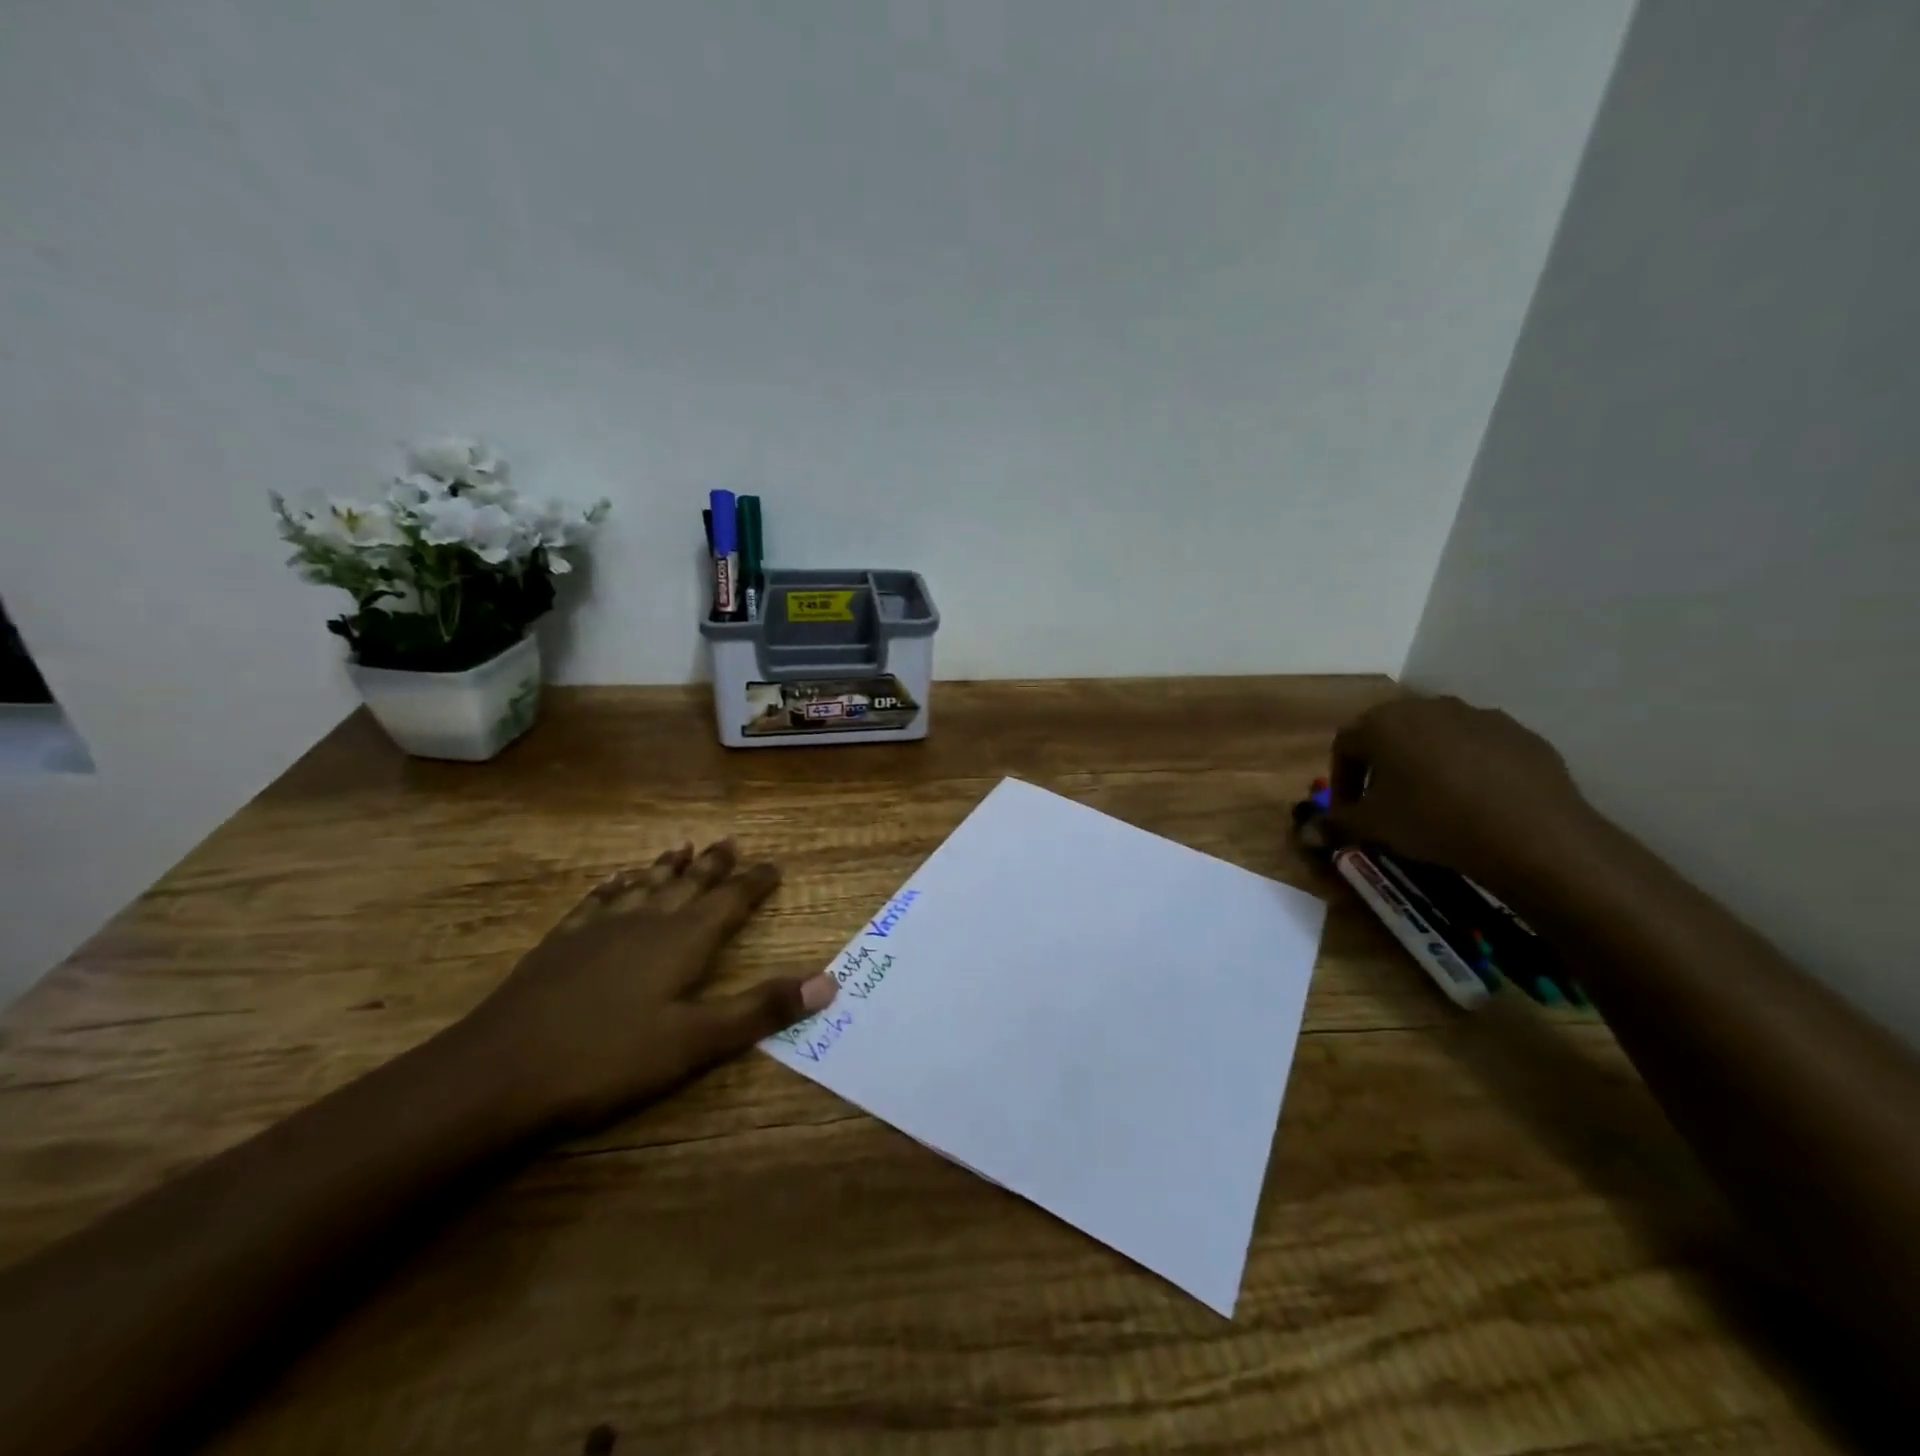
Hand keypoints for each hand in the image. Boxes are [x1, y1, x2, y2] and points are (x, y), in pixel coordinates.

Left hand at [457, 840, 837, 1132]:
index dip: (754, 883)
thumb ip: (760, 1009)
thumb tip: (827, 982)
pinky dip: (615, 886)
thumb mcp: (695, 1042)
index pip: (730, 902)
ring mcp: (599, 928)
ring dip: (666, 867)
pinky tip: (615, 882)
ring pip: (643, 885)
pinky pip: (597, 900)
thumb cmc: (608, 1059)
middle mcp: (646, 922)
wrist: (499, 1072)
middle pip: (687, 884)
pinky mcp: (561, 943)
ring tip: (681, 848)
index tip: (773, 866)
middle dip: (713, 865)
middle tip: (731, 843)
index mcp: (682, 941)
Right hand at [1323, 695, 1600, 894]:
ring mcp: (1476, 715)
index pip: (1345, 745)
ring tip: (1433, 801)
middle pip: (1390, 734)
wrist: (1530, 832)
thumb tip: (1305, 834)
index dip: (1342, 779)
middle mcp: (1426, 706)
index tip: (1349, 811)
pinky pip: (1478, 746)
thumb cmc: (1433, 820)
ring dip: (1424, 763)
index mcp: (1383, 722)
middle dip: (1381, 766)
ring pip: (1435, 737)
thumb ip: (1335, 824)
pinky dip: (1467, 767)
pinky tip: (1475, 801)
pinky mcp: (1518, 732)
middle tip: (1386, 803)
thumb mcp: (1374, 826)